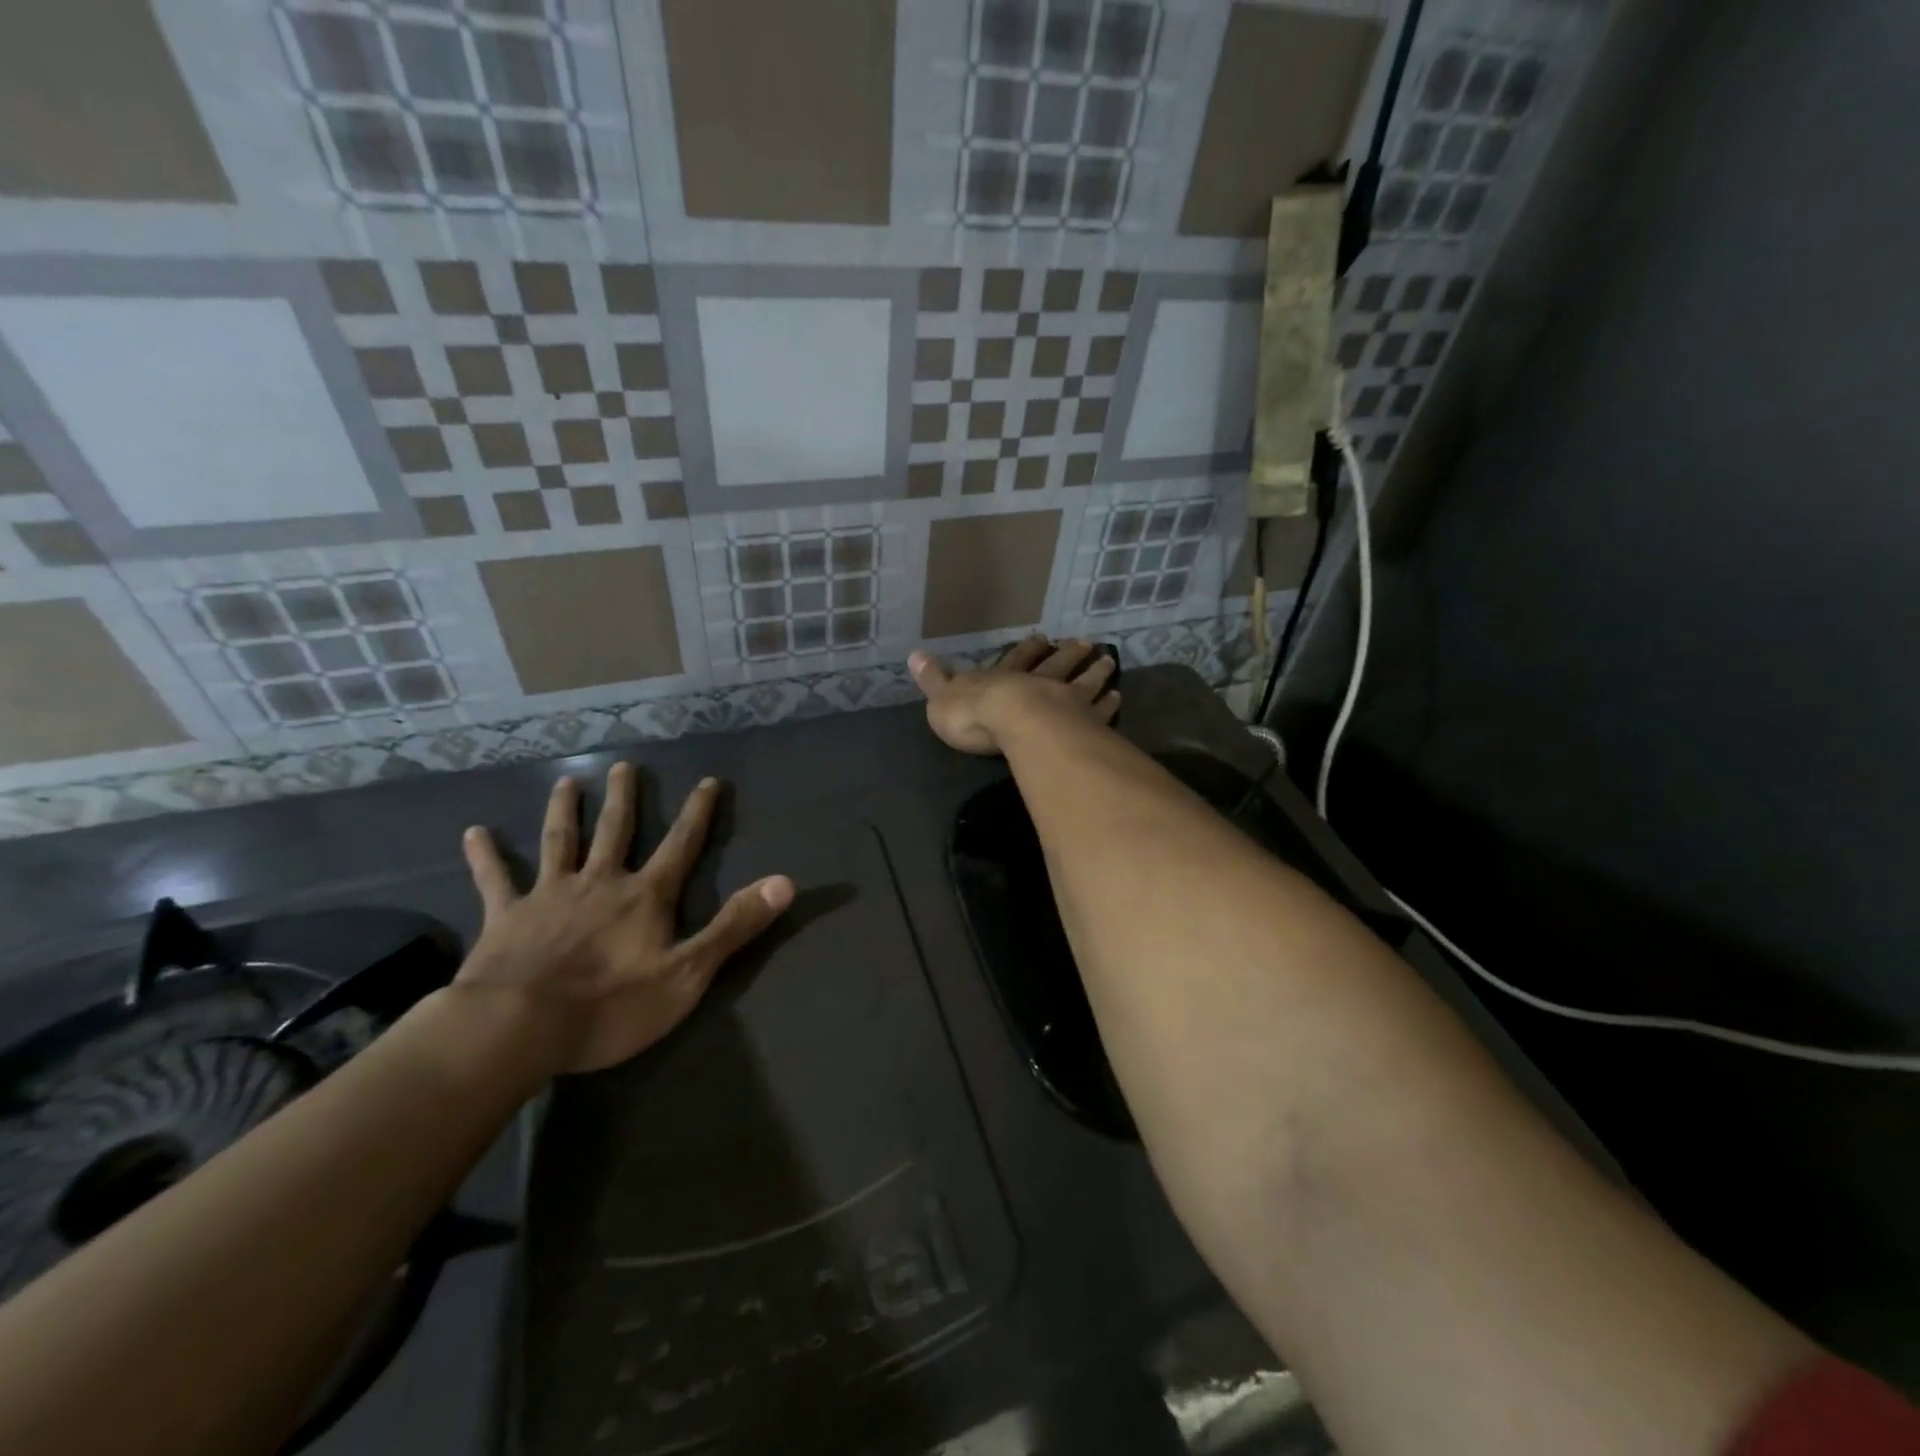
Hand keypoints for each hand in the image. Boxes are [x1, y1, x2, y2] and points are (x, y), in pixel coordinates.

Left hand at [454, 764, 793, 1074]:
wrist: (518, 1029)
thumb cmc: (610, 1006)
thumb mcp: (688, 973)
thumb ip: (735, 926)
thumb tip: (786, 882)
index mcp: (645, 897)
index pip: (681, 845)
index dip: (697, 813)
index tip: (707, 781)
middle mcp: (600, 883)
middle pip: (616, 831)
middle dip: (625, 798)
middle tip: (625, 766)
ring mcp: (549, 896)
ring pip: (560, 842)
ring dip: (566, 811)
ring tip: (568, 782)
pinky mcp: (505, 917)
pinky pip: (494, 880)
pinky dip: (485, 856)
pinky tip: (474, 832)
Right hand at [908, 636, 1118, 755]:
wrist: (1012, 723)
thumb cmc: (973, 714)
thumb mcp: (941, 697)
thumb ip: (932, 679)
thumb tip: (913, 654)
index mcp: (1003, 679)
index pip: (1015, 660)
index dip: (1026, 650)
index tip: (1041, 637)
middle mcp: (1037, 683)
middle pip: (1055, 664)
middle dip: (1067, 654)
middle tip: (1085, 643)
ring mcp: (1064, 700)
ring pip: (1083, 682)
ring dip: (1095, 672)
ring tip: (1109, 662)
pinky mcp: (1083, 721)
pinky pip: (1099, 711)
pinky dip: (1108, 704)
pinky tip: (1118, 698)